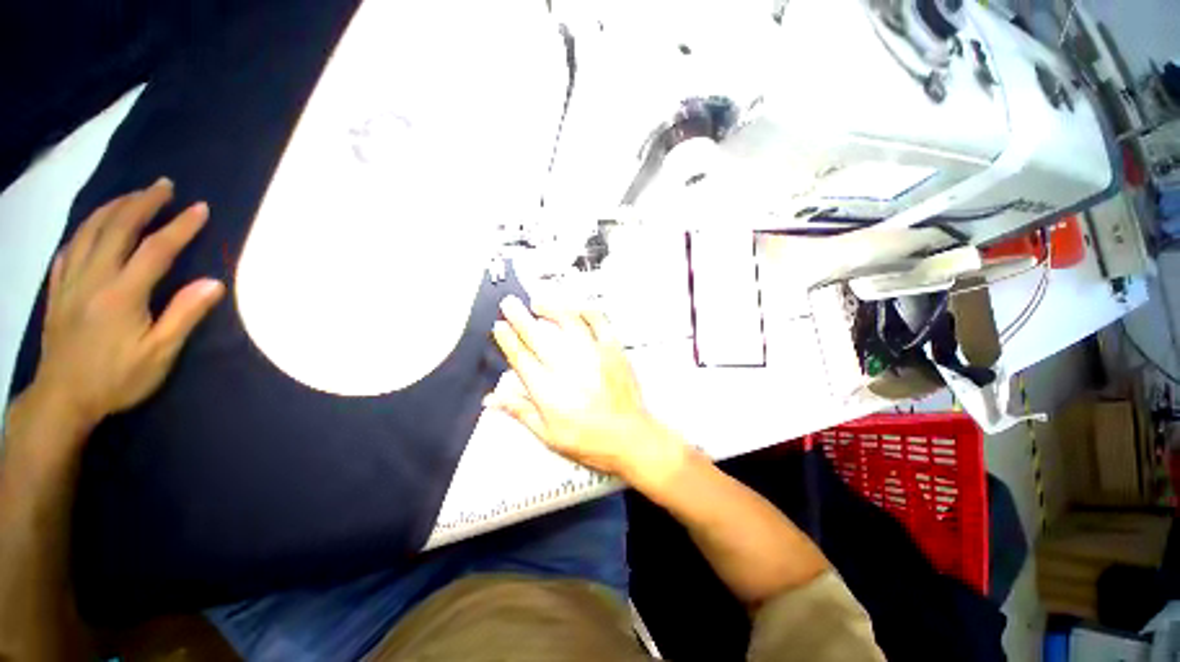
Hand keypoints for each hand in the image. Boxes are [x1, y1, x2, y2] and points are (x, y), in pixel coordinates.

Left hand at [29, 178, 224, 432]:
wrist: (62, 400)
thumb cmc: (116, 379)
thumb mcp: (159, 355)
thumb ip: (184, 316)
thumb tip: (214, 283)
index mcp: (122, 294)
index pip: (156, 249)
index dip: (180, 226)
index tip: (200, 208)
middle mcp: (94, 278)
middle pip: (117, 229)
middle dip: (142, 203)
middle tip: (163, 186)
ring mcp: (71, 282)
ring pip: (89, 232)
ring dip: (113, 208)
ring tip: (131, 196)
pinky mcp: (57, 291)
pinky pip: (68, 250)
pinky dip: (83, 231)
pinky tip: (92, 226)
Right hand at [486, 296, 684, 485]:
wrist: (629, 438)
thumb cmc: (590, 441)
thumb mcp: (548, 434)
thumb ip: (520, 411)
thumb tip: (492, 399)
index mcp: (548, 390)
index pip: (520, 357)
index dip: (507, 339)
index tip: (499, 326)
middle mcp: (567, 368)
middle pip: (537, 335)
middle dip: (519, 317)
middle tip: (509, 304)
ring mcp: (592, 355)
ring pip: (566, 322)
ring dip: (549, 309)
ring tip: (538, 303)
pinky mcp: (612, 350)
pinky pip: (599, 322)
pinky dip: (586, 312)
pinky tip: (577, 309)